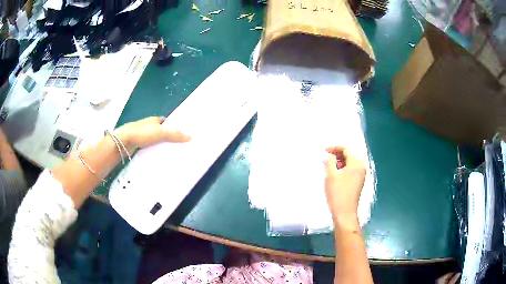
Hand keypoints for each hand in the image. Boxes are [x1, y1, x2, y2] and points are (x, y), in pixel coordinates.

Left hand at [114, 117, 190, 148]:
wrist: (123, 142)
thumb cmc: (142, 133)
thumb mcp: (161, 133)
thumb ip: (175, 135)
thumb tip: (190, 137)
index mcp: (155, 120)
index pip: (168, 123)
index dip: (175, 128)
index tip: (183, 136)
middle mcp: (149, 126)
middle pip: (162, 132)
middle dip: (169, 139)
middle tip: (179, 147)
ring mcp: (143, 136)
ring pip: (155, 141)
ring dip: (161, 147)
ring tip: (171, 155)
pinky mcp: (138, 145)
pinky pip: (150, 148)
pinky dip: (154, 152)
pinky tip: (158, 158)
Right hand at [324, 145, 365, 229]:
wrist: (345, 213)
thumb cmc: (337, 194)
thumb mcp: (330, 176)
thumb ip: (330, 161)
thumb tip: (330, 156)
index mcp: (357, 163)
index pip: (346, 149)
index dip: (335, 147)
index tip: (325, 150)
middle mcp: (361, 167)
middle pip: (350, 154)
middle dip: (337, 154)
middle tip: (326, 157)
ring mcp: (361, 175)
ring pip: (350, 162)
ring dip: (340, 161)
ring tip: (329, 165)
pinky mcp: (359, 182)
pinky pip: (351, 169)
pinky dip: (343, 168)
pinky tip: (335, 173)